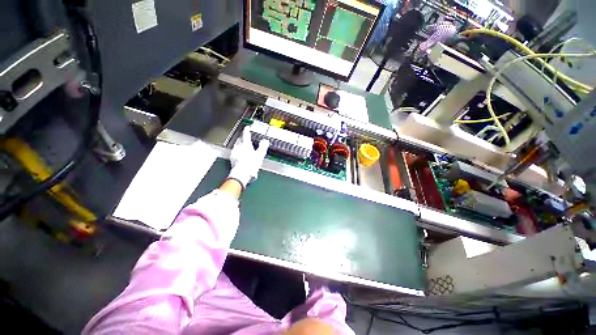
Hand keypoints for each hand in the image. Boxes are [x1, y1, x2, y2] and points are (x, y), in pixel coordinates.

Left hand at [227, 126, 269, 189]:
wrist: (241, 174)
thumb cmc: (251, 164)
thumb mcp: (260, 155)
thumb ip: (263, 147)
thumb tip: (266, 140)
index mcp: (246, 144)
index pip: (246, 134)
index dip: (247, 130)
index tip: (247, 127)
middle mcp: (238, 147)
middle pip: (240, 139)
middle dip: (242, 137)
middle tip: (245, 136)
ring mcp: (234, 152)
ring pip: (236, 144)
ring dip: (239, 143)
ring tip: (242, 144)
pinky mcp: (231, 158)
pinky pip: (234, 151)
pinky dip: (237, 150)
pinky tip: (239, 153)